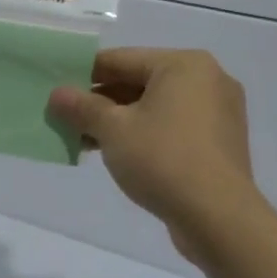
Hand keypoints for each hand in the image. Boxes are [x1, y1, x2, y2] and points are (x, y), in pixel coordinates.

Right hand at [49, 49, 261, 261]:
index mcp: (184, 65)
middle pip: (139, 81)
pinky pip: (172, 126)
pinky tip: (116, 152)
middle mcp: (207, 80)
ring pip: (155, 106)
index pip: (121, 59)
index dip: (84, 73)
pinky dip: (144, 133)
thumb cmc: (163, 159)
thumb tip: (57, 95)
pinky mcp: (219, 142)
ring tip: (84, 139)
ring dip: (119, 120)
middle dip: (101, 101)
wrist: (219, 218)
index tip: (57, 88)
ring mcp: (218, 112)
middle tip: (66, 117)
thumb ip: (82, 107)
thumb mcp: (112, 129)